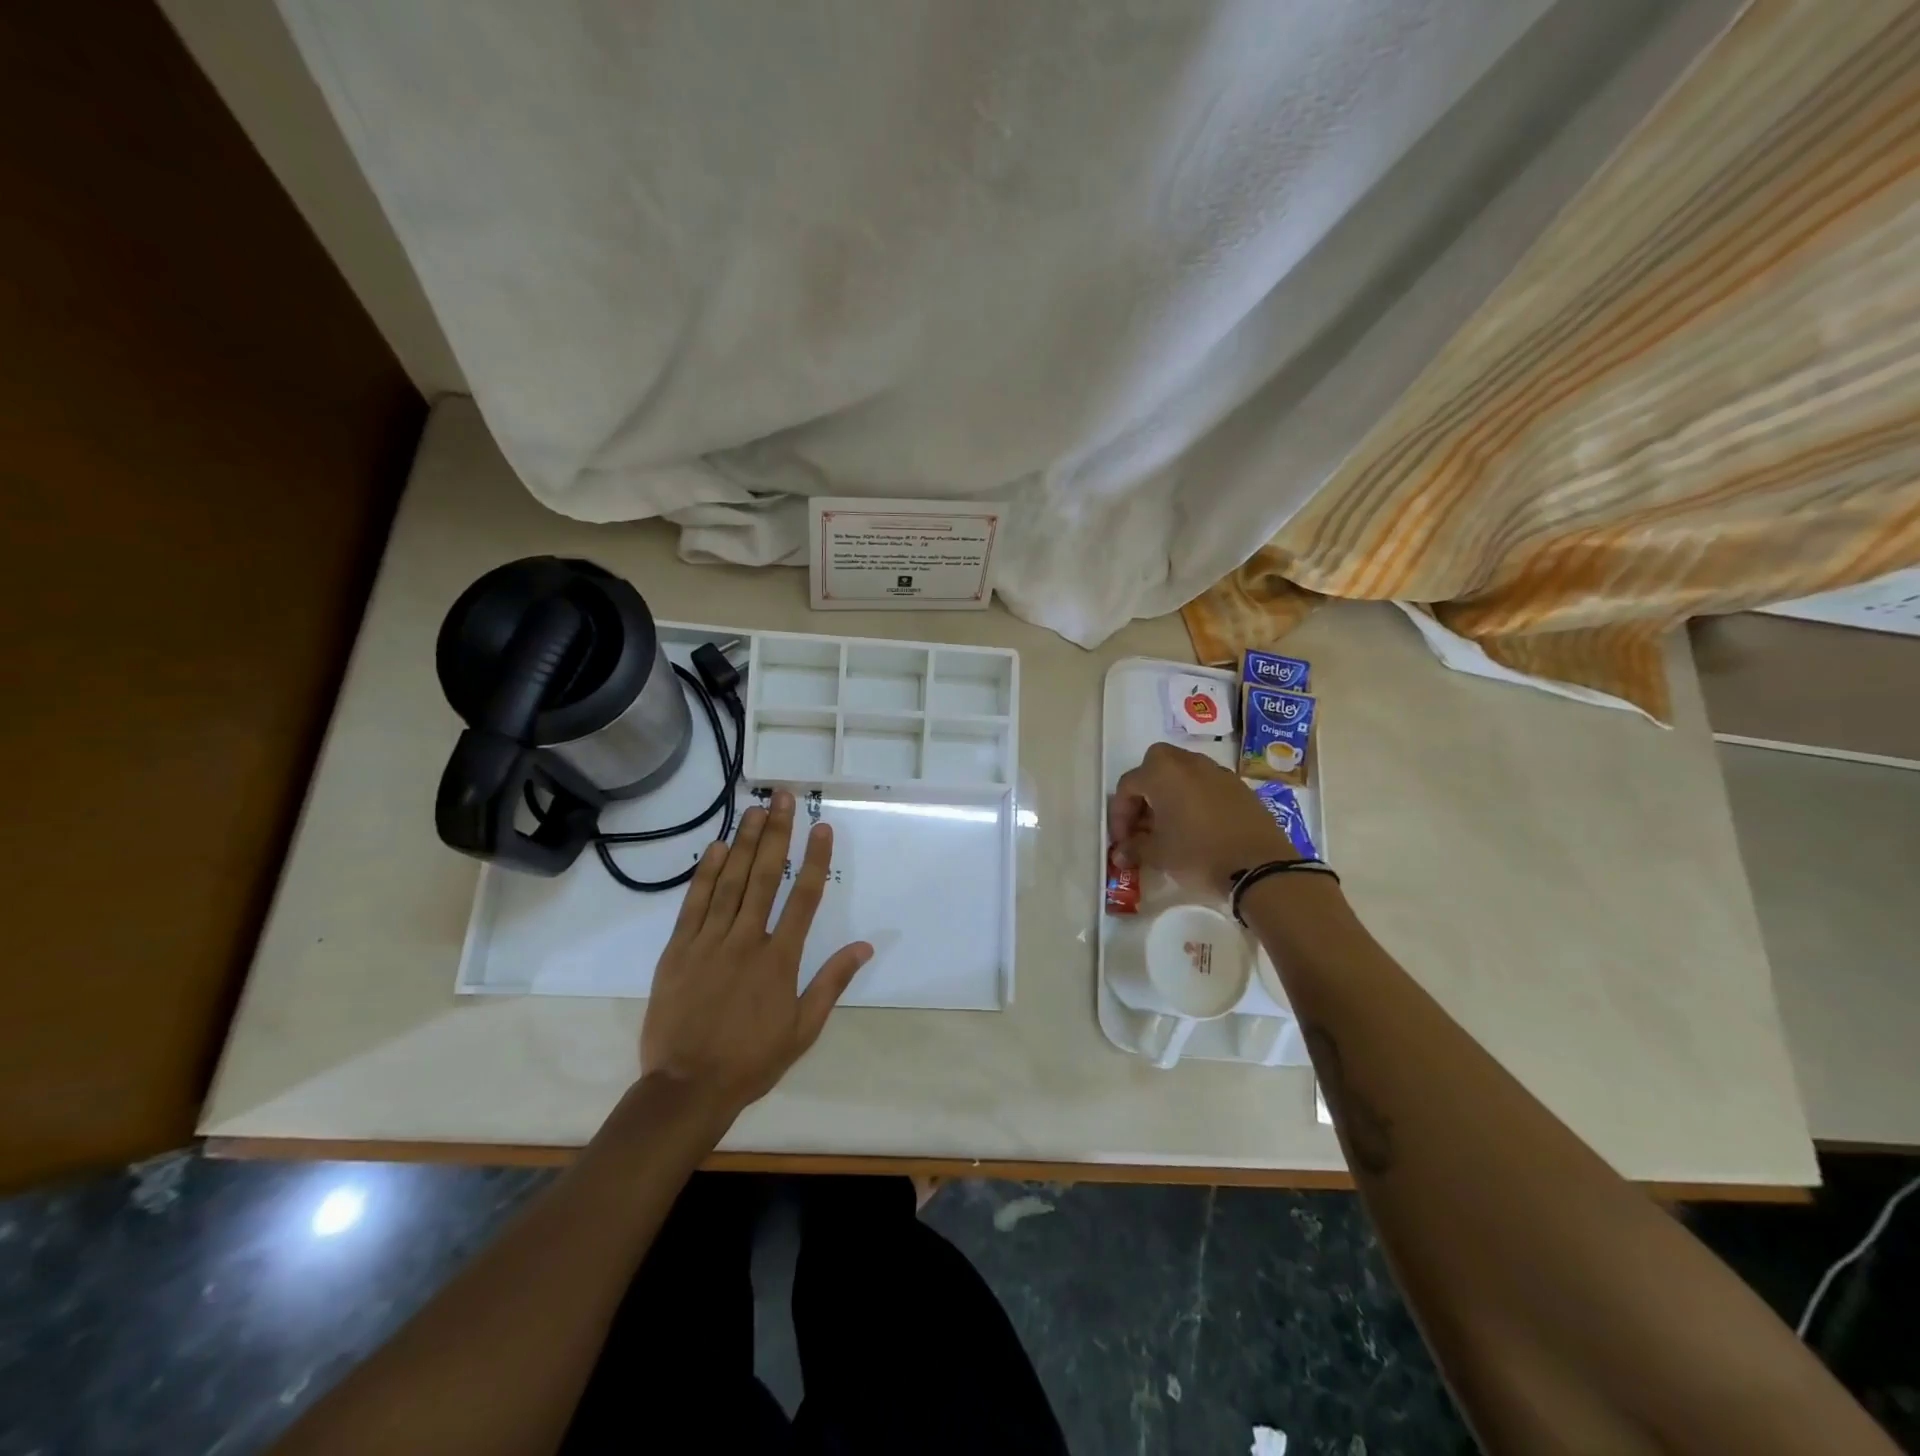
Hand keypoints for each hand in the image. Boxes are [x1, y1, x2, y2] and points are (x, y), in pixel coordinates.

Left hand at [639, 790, 872, 1118]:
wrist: (686, 1088)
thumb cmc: (752, 1060)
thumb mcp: (803, 1029)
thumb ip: (831, 983)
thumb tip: (865, 946)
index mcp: (780, 960)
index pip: (803, 898)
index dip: (814, 859)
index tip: (821, 827)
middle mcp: (746, 941)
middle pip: (764, 877)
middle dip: (776, 834)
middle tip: (782, 797)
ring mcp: (708, 942)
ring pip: (729, 882)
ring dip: (743, 843)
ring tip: (754, 810)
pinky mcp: (677, 951)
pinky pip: (693, 904)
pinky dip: (704, 874)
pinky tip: (714, 848)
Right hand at [1108, 742, 1295, 896]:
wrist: (1260, 866)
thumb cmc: (1198, 854)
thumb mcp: (1158, 855)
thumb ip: (1134, 848)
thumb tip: (1121, 853)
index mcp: (1162, 773)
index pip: (1128, 785)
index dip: (1119, 814)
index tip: (1122, 841)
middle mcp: (1188, 763)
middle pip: (1155, 766)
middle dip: (1144, 793)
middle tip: (1144, 823)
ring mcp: (1218, 772)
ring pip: (1183, 774)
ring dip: (1170, 794)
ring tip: (1170, 827)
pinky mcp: (1240, 787)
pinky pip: (1206, 785)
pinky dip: (1195, 799)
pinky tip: (1198, 828)